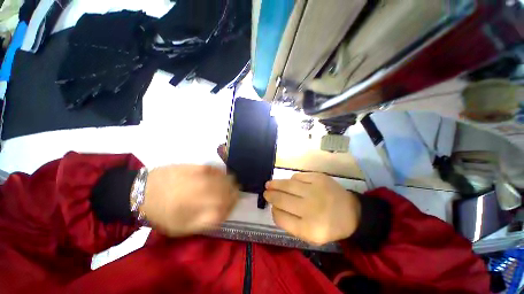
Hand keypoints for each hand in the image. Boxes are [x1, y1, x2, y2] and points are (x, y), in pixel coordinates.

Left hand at [140, 165, 238, 236]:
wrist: (143, 192)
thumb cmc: (162, 214)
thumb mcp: (181, 228)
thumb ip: (204, 222)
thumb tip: (222, 214)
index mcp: (200, 211)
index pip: (226, 208)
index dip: (233, 206)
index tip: (233, 205)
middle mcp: (204, 193)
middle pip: (229, 192)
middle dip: (235, 194)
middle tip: (235, 194)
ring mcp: (201, 178)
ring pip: (225, 179)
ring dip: (231, 183)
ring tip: (231, 184)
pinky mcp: (197, 167)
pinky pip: (216, 169)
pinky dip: (222, 173)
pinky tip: (221, 175)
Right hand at [265, 173, 360, 245]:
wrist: (352, 212)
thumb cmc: (329, 226)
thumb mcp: (311, 237)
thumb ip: (291, 225)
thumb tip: (276, 208)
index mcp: (309, 229)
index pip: (281, 218)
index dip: (274, 212)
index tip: (272, 208)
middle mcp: (311, 208)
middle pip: (282, 199)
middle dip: (270, 196)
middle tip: (265, 193)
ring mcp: (315, 190)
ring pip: (287, 185)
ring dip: (275, 184)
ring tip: (269, 184)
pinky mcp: (319, 178)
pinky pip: (298, 177)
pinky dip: (291, 180)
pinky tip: (290, 183)